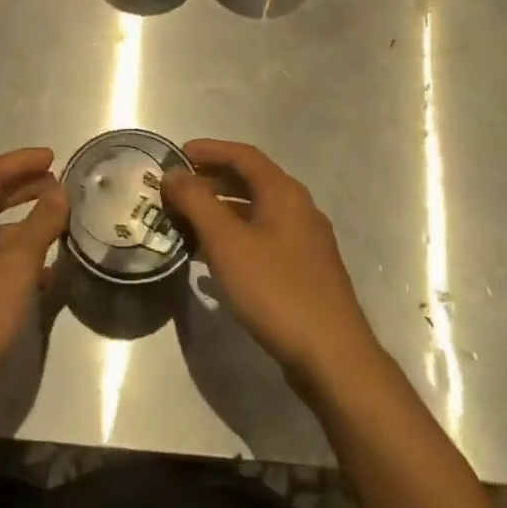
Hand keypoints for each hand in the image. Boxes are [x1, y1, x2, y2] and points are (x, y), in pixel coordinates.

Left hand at [0, 147, 67, 421]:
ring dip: (22, 223)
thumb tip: (58, 192)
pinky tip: (42, 274)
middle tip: (57, 184)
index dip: (22, 161)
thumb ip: (40, 225)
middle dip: (23, 187)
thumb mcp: (16, 267)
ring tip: (56, 224)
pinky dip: (15, 256)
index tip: (54, 157)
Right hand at [162, 139, 383, 397]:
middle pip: (250, 181)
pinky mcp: (305, 271)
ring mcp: (305, 241)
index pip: (243, 155)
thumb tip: (173, 174)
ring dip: (220, 211)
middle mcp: (299, 208)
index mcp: (284, 193)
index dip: (209, 150)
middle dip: (211, 181)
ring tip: (186, 223)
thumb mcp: (226, 243)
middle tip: (177, 189)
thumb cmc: (276, 290)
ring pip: (256, 212)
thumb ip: (196, 202)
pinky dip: (235, 237)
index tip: (176, 155)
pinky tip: (213, 260)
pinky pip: (263, 238)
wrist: (333, 358)